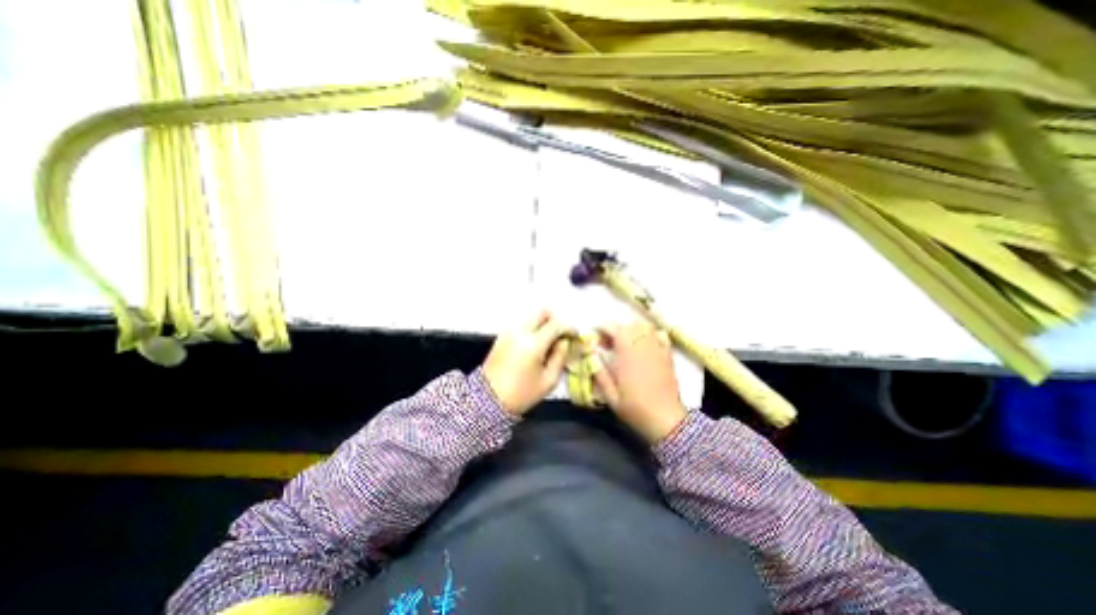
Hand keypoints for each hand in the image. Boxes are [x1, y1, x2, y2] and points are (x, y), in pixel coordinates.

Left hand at [488, 311, 574, 416]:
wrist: (488, 399)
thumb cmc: (522, 393)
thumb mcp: (548, 380)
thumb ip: (560, 357)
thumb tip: (565, 342)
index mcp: (533, 344)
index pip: (556, 324)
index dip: (568, 327)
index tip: (574, 335)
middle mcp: (520, 331)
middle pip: (542, 311)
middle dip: (554, 319)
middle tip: (560, 333)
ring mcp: (509, 331)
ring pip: (531, 315)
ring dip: (543, 322)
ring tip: (548, 339)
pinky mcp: (503, 334)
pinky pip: (522, 322)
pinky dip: (532, 326)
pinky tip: (535, 342)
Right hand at [591, 321, 682, 445]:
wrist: (665, 420)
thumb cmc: (635, 409)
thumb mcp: (610, 396)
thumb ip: (599, 373)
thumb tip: (590, 355)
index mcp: (627, 355)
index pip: (614, 329)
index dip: (603, 328)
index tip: (595, 336)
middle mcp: (643, 347)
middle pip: (629, 325)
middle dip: (615, 329)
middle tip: (607, 342)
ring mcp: (657, 349)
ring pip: (644, 327)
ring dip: (632, 329)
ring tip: (624, 341)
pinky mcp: (667, 355)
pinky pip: (659, 335)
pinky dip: (650, 334)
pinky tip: (643, 343)